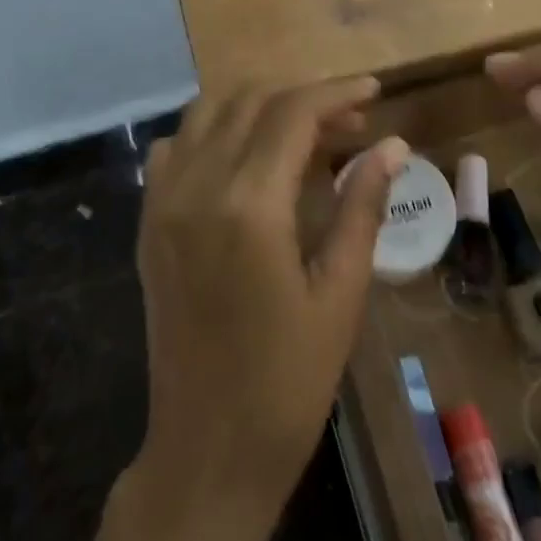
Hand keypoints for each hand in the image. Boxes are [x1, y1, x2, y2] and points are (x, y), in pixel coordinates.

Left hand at [134, 79, 407, 524]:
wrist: (207, 449)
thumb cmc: (289, 381)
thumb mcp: (341, 293)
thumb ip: (362, 207)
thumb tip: (392, 146)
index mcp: (249, 205)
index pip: (293, 114)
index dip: (337, 93)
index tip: (374, 91)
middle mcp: (197, 187)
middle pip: (249, 101)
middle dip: (303, 98)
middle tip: (350, 124)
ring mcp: (163, 202)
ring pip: (207, 112)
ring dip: (258, 107)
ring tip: (304, 134)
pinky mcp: (148, 221)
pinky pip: (176, 147)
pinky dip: (214, 132)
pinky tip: (247, 159)